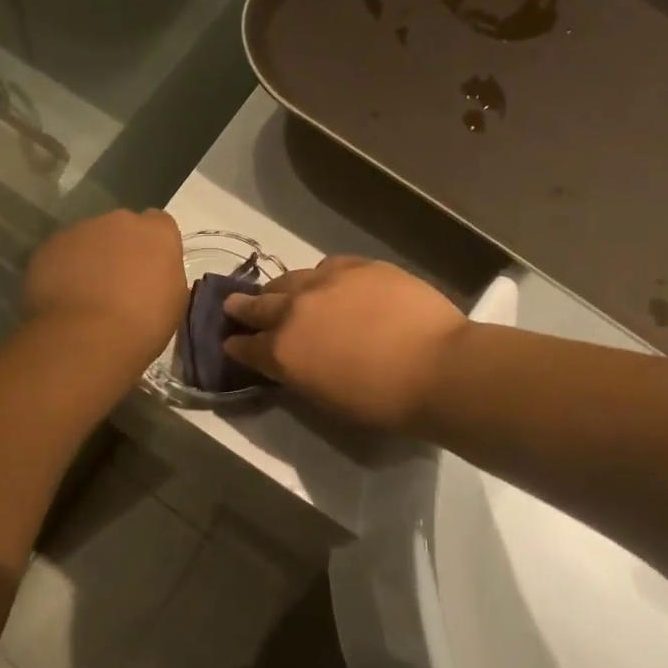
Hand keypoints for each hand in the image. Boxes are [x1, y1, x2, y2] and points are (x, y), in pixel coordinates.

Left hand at [23, 209, 185, 364]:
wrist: (85, 337)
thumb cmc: (142, 325)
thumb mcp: (173, 302)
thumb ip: (165, 275)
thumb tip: (152, 273)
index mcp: (157, 233)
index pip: (159, 224)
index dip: (154, 246)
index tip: (150, 270)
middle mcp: (120, 221)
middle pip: (122, 228)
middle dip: (121, 249)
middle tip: (118, 284)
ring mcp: (80, 230)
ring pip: (88, 239)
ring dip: (90, 259)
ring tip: (86, 295)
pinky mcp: (49, 246)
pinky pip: (61, 254)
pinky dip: (63, 270)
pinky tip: (64, 298)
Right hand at [224, 256, 468, 432]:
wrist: (437, 367)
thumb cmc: (382, 401)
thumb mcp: (325, 399)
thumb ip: (298, 374)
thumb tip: (291, 360)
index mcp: (283, 352)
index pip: (245, 347)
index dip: (236, 346)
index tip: (231, 343)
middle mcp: (294, 311)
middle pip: (257, 305)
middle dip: (243, 308)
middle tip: (235, 306)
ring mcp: (325, 282)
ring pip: (290, 279)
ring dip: (281, 289)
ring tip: (283, 292)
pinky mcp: (357, 266)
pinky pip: (328, 266)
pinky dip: (321, 277)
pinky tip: (329, 282)